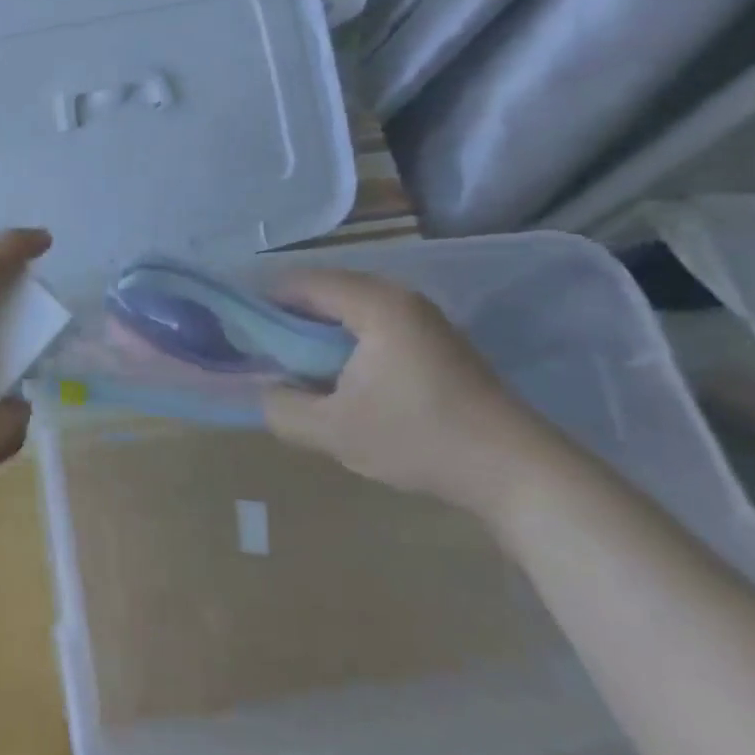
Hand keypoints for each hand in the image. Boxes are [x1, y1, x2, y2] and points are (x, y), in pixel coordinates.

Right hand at [260, 269, 571, 519]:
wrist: (516, 471)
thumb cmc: (418, 438)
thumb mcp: (333, 430)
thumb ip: (282, 407)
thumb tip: (265, 390)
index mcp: (374, 304)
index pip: (302, 283)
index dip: (264, 302)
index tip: (238, 329)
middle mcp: (400, 298)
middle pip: (327, 292)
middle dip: (290, 319)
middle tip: (262, 352)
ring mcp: (424, 319)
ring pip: (352, 310)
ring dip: (319, 333)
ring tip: (295, 367)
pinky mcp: (437, 343)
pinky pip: (375, 326)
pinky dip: (347, 343)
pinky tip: (340, 379)